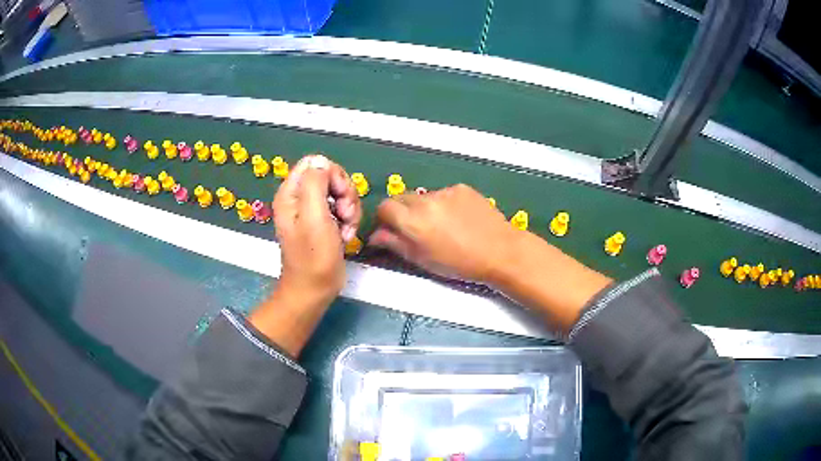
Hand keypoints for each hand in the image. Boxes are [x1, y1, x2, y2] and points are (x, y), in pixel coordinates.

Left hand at [273, 154, 361, 307]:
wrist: (314, 289)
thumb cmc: (313, 256)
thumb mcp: (314, 216)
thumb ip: (316, 183)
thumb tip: (321, 160)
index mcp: (291, 193)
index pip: (314, 164)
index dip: (333, 175)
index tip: (339, 196)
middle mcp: (300, 198)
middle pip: (330, 176)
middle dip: (344, 194)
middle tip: (345, 214)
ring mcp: (313, 211)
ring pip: (339, 192)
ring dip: (350, 209)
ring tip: (346, 229)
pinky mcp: (325, 223)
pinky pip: (342, 208)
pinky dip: (349, 220)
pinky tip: (346, 236)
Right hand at [370, 183, 610, 331]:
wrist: (500, 251)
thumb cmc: (459, 264)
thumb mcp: (423, 260)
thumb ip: (395, 244)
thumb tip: (375, 236)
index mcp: (412, 220)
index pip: (384, 207)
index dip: (385, 219)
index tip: (392, 230)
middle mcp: (424, 200)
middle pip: (401, 198)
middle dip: (403, 212)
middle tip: (416, 230)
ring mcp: (444, 192)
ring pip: (423, 196)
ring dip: (425, 208)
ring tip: (444, 226)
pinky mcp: (461, 188)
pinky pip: (444, 194)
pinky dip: (444, 204)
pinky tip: (459, 219)